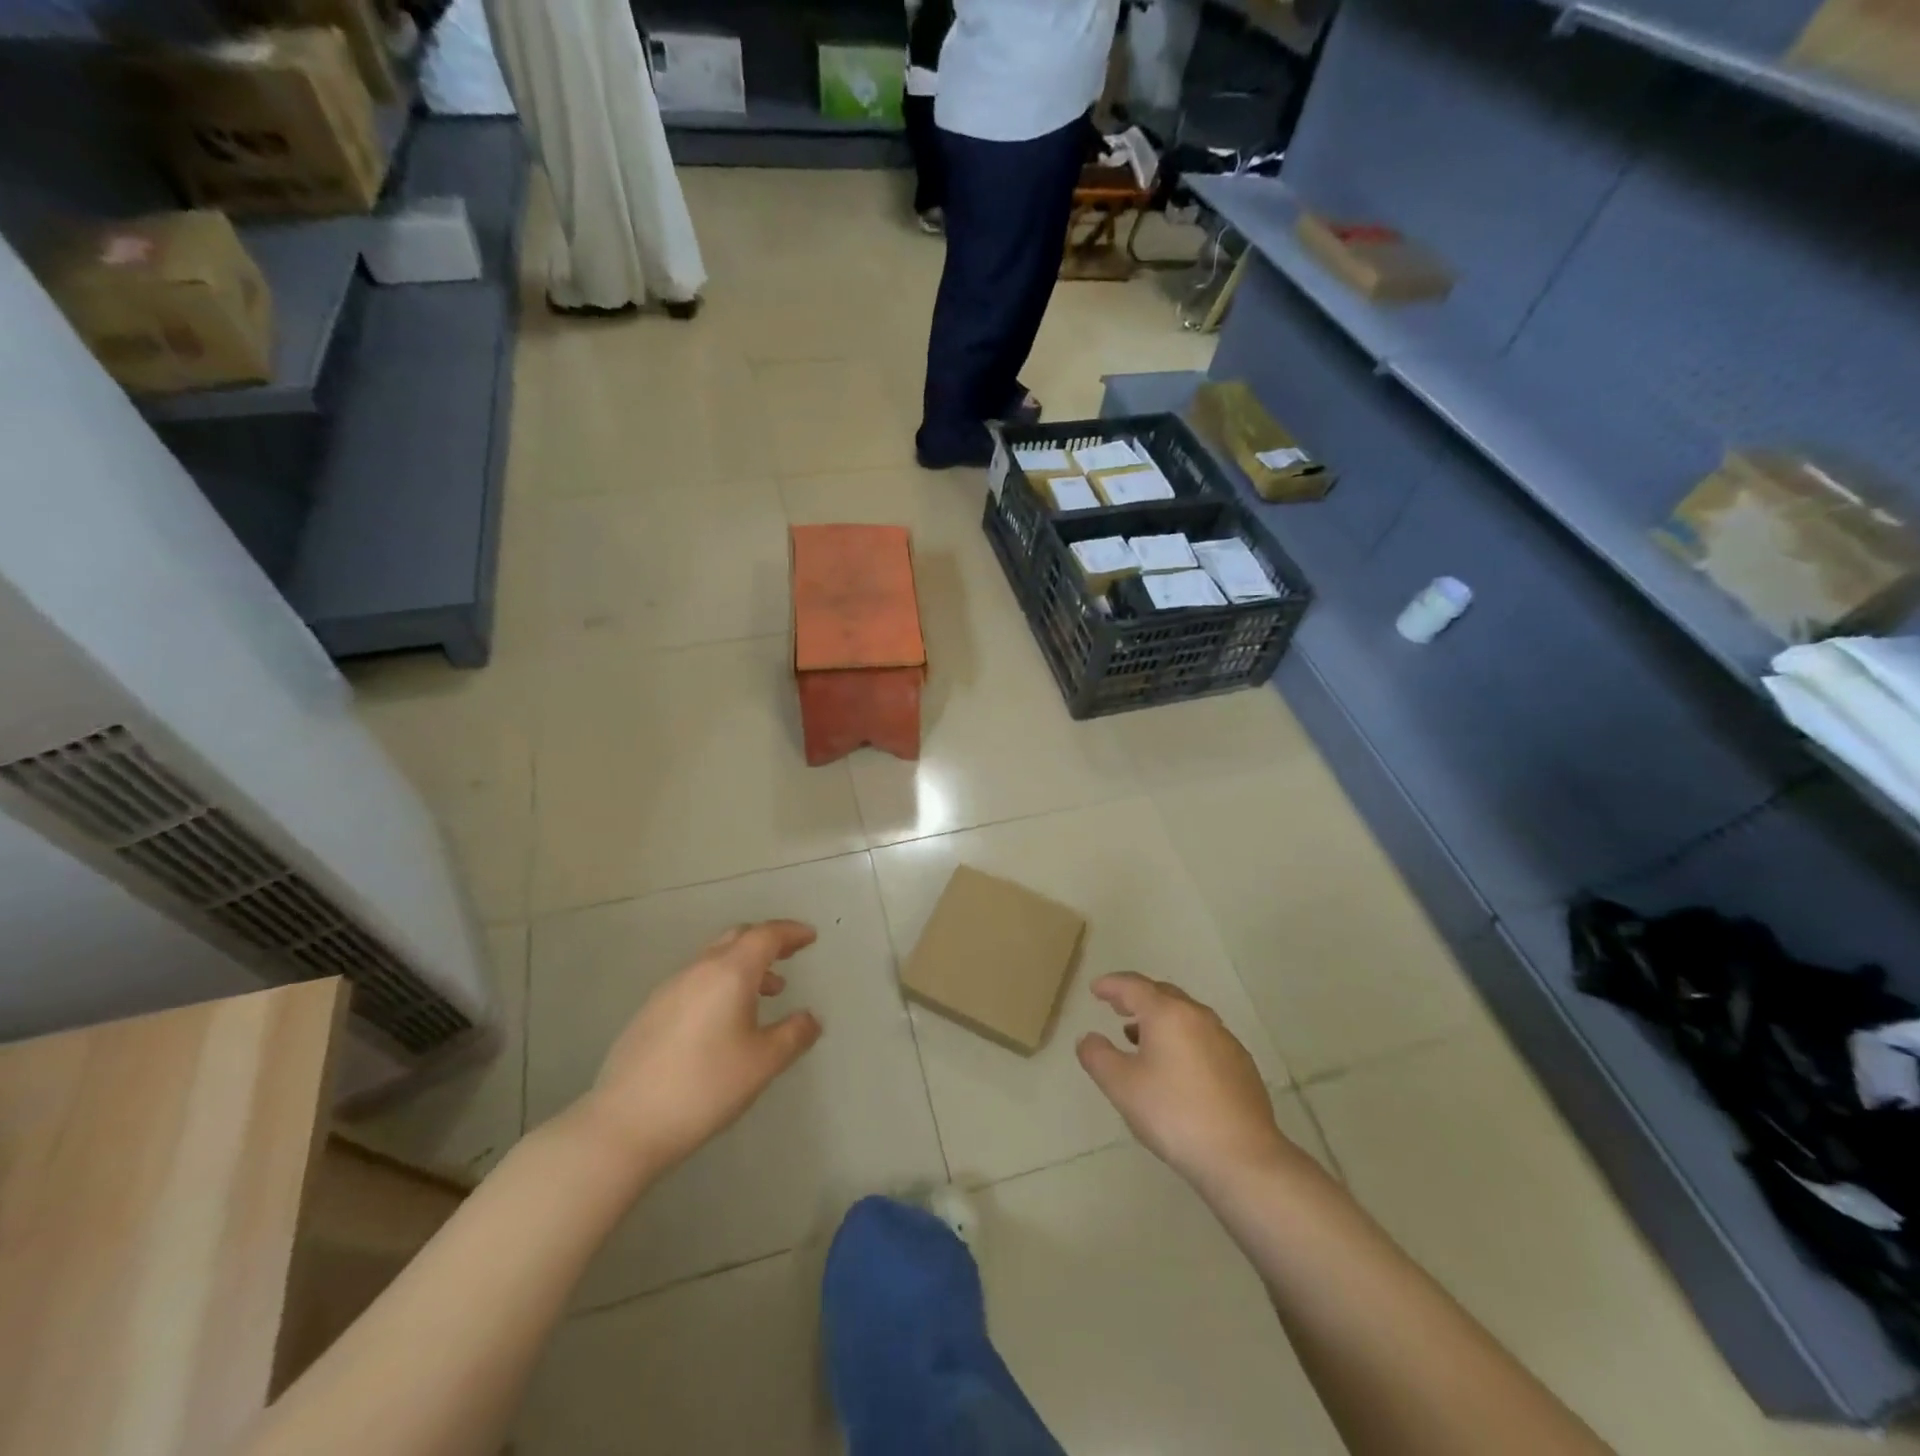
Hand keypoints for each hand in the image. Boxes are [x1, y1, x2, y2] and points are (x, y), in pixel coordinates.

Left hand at [574, 920, 823, 1177]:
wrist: (624, 1124)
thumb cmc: (705, 1086)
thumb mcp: (763, 1063)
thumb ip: (794, 1035)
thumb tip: (810, 1018)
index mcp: (730, 972)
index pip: (766, 936)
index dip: (791, 932)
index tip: (810, 937)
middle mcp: (698, 969)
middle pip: (737, 938)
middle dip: (767, 941)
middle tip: (790, 955)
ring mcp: (669, 989)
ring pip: (714, 960)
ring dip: (743, 966)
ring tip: (766, 993)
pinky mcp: (650, 1012)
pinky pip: (695, 981)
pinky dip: (720, 984)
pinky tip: (723, 1020)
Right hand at [1077, 973, 1298, 1188]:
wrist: (1242, 1157)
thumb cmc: (1174, 1114)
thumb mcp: (1121, 1086)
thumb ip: (1097, 1056)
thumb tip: (1089, 1038)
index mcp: (1167, 1013)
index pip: (1133, 986)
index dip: (1111, 985)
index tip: (1095, 988)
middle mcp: (1198, 1016)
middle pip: (1162, 994)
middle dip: (1137, 997)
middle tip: (1116, 1007)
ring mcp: (1224, 1040)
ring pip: (1185, 1016)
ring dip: (1159, 1019)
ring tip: (1139, 1037)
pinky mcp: (1241, 1065)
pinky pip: (1203, 1037)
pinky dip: (1181, 1038)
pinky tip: (1176, 1066)